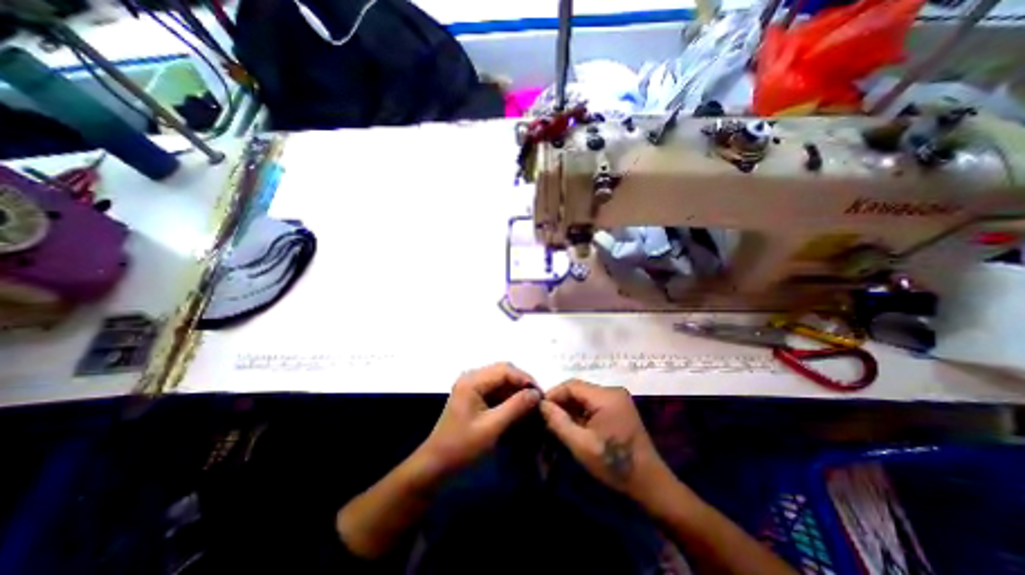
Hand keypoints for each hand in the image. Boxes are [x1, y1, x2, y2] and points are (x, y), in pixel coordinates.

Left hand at [415, 364, 542, 481]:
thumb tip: (536, 393)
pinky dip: (509, 398)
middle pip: (504, 372)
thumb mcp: (491, 428)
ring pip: (502, 381)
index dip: (525, 379)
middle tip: (537, 400)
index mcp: (472, 380)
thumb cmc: (462, 447)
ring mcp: (473, 386)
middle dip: (522, 385)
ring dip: (517, 392)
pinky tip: (518, 410)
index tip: (541, 395)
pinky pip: (497, 390)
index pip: (505, 370)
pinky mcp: (475, 395)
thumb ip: (515, 407)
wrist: (436, 465)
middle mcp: (472, 377)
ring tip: (531, 406)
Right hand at [540, 380, 678, 505]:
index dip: (554, 394)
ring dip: (571, 408)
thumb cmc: (614, 465)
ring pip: (585, 397)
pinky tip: (574, 426)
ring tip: (558, 423)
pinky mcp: (619, 409)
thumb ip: (559, 422)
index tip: (540, 409)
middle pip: (579, 389)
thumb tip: (542, 405)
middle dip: (561, 402)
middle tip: (547, 419)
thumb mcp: (581, 445)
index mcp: (606, 396)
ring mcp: (617, 400)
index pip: (572, 385)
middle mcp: (612, 391)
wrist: (650, 484)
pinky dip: (581, 413)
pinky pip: (594, 404)